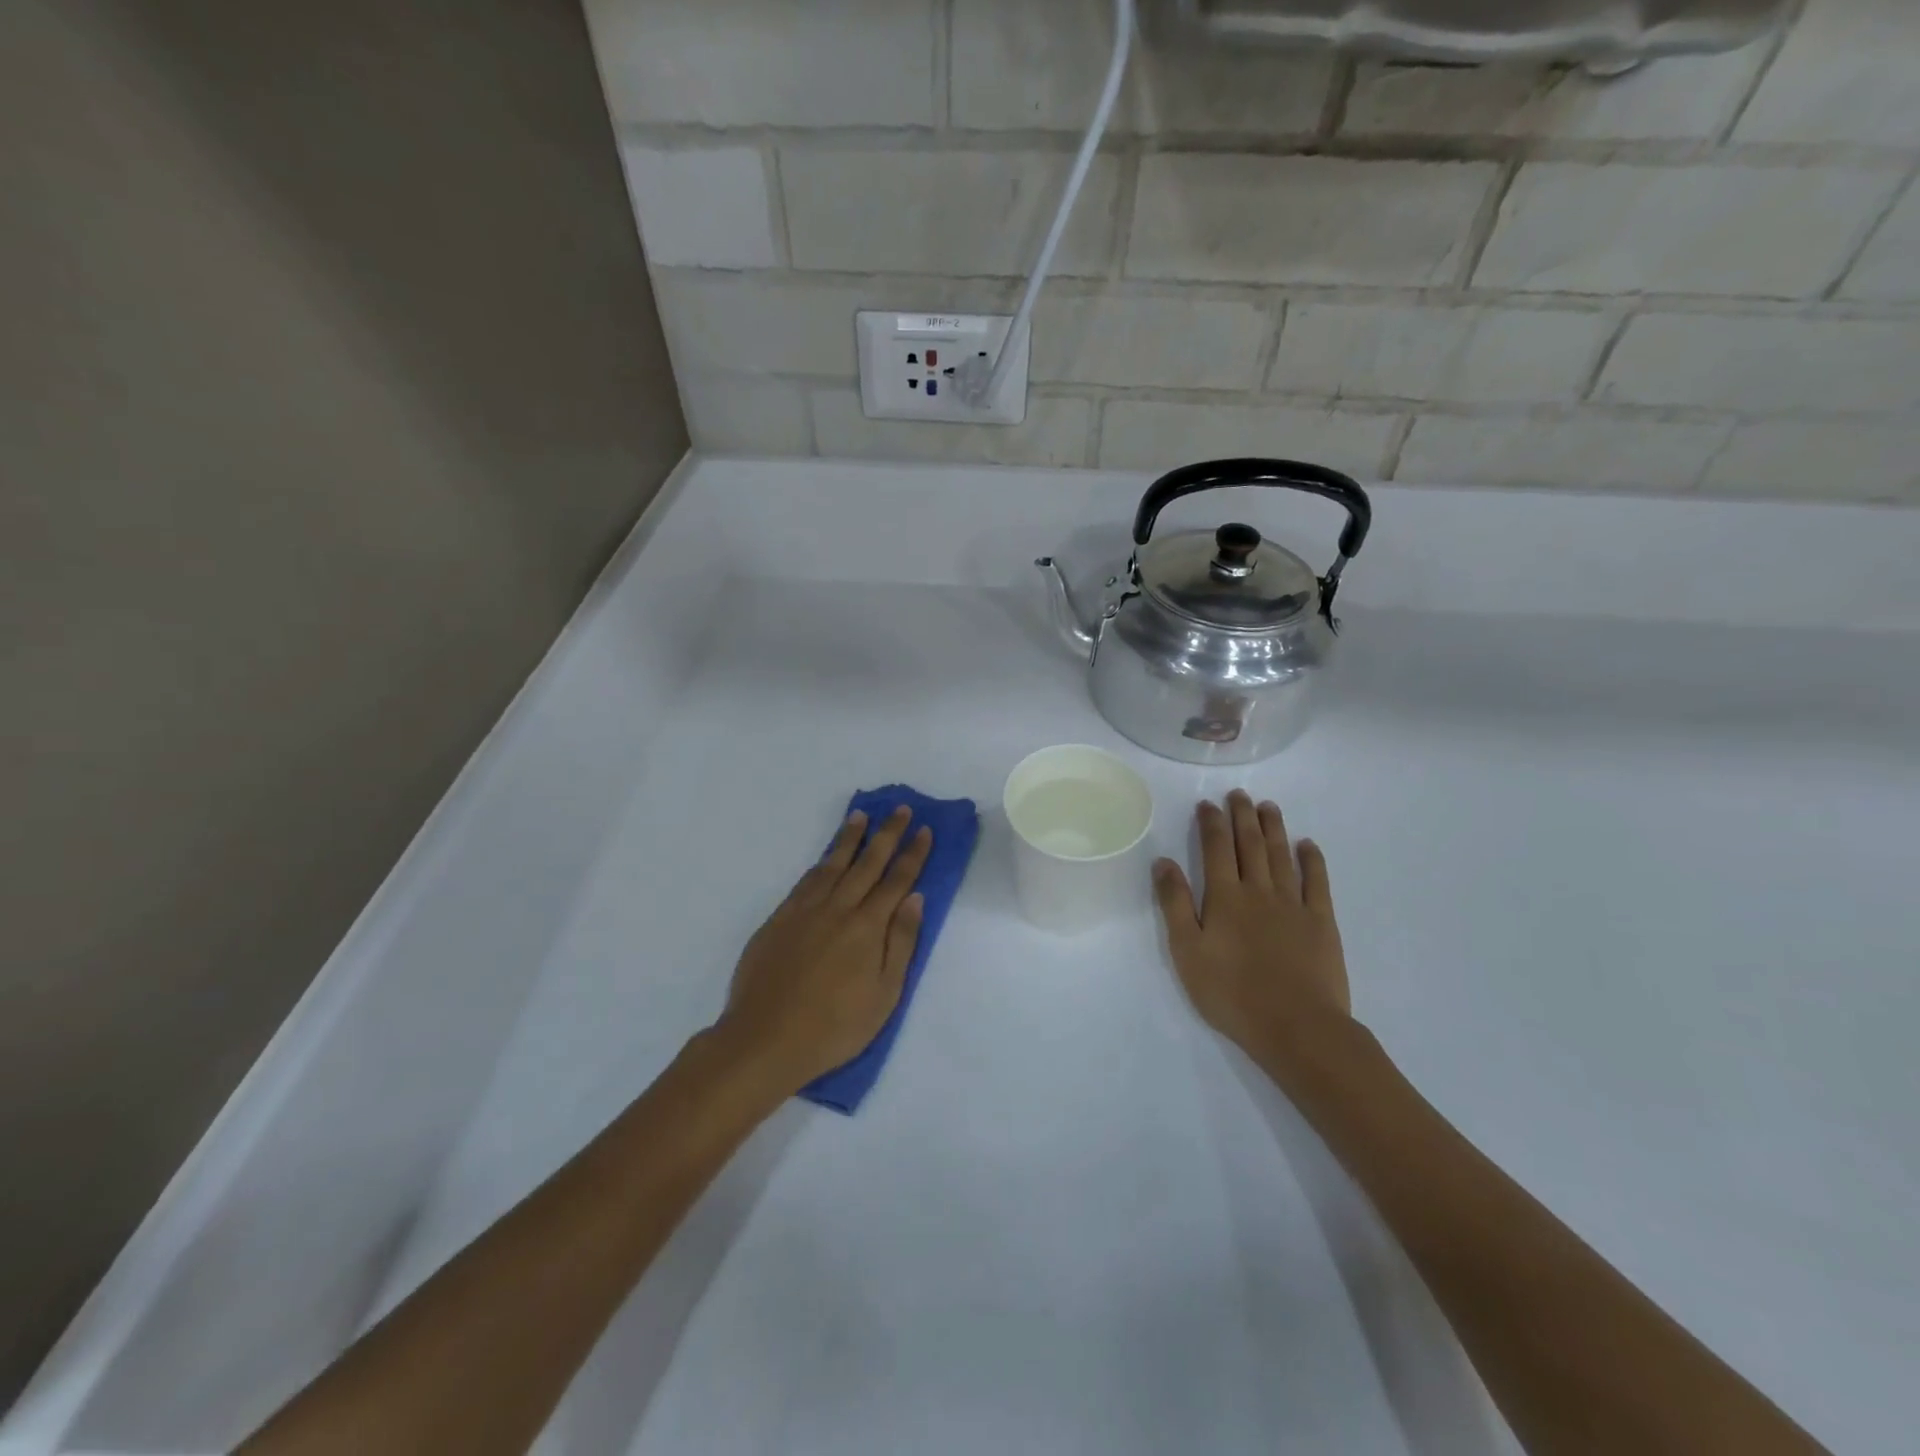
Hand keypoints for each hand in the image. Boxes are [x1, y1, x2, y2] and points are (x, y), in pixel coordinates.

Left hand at [716, 806, 932, 1094]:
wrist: (765, 1038)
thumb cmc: (835, 1026)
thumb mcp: (884, 995)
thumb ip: (901, 942)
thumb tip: (915, 898)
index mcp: (868, 927)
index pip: (897, 880)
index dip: (912, 854)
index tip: (924, 830)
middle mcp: (838, 908)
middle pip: (868, 863)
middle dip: (887, 834)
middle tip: (899, 808)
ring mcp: (805, 911)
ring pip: (833, 864)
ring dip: (850, 838)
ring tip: (861, 816)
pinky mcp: (779, 919)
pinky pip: (806, 880)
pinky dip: (820, 861)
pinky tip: (826, 856)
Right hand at [1152, 791, 1350, 1059]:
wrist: (1297, 1027)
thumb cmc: (1232, 993)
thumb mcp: (1187, 952)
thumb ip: (1175, 904)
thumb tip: (1164, 861)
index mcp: (1225, 897)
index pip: (1215, 849)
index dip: (1211, 823)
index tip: (1208, 804)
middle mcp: (1259, 891)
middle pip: (1250, 844)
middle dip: (1242, 816)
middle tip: (1239, 794)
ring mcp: (1293, 904)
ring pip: (1281, 855)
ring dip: (1274, 828)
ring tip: (1268, 806)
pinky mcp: (1321, 921)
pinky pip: (1317, 882)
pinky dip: (1312, 860)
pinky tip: (1307, 845)